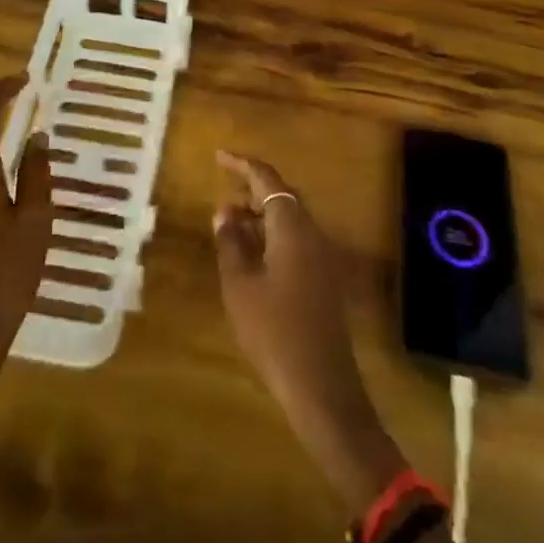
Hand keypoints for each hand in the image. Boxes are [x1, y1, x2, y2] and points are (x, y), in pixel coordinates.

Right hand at [214, 150, 403, 512]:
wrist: (322, 386)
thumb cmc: (274, 331)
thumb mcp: (240, 285)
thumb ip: (230, 242)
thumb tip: (224, 211)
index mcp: (292, 225)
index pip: (266, 178)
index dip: (242, 164)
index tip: (219, 156)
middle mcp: (312, 232)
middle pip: (281, 196)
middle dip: (251, 190)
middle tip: (222, 193)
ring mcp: (322, 256)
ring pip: (289, 219)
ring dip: (260, 215)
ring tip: (229, 225)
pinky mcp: (324, 278)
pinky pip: (296, 240)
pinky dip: (272, 236)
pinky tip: (252, 255)